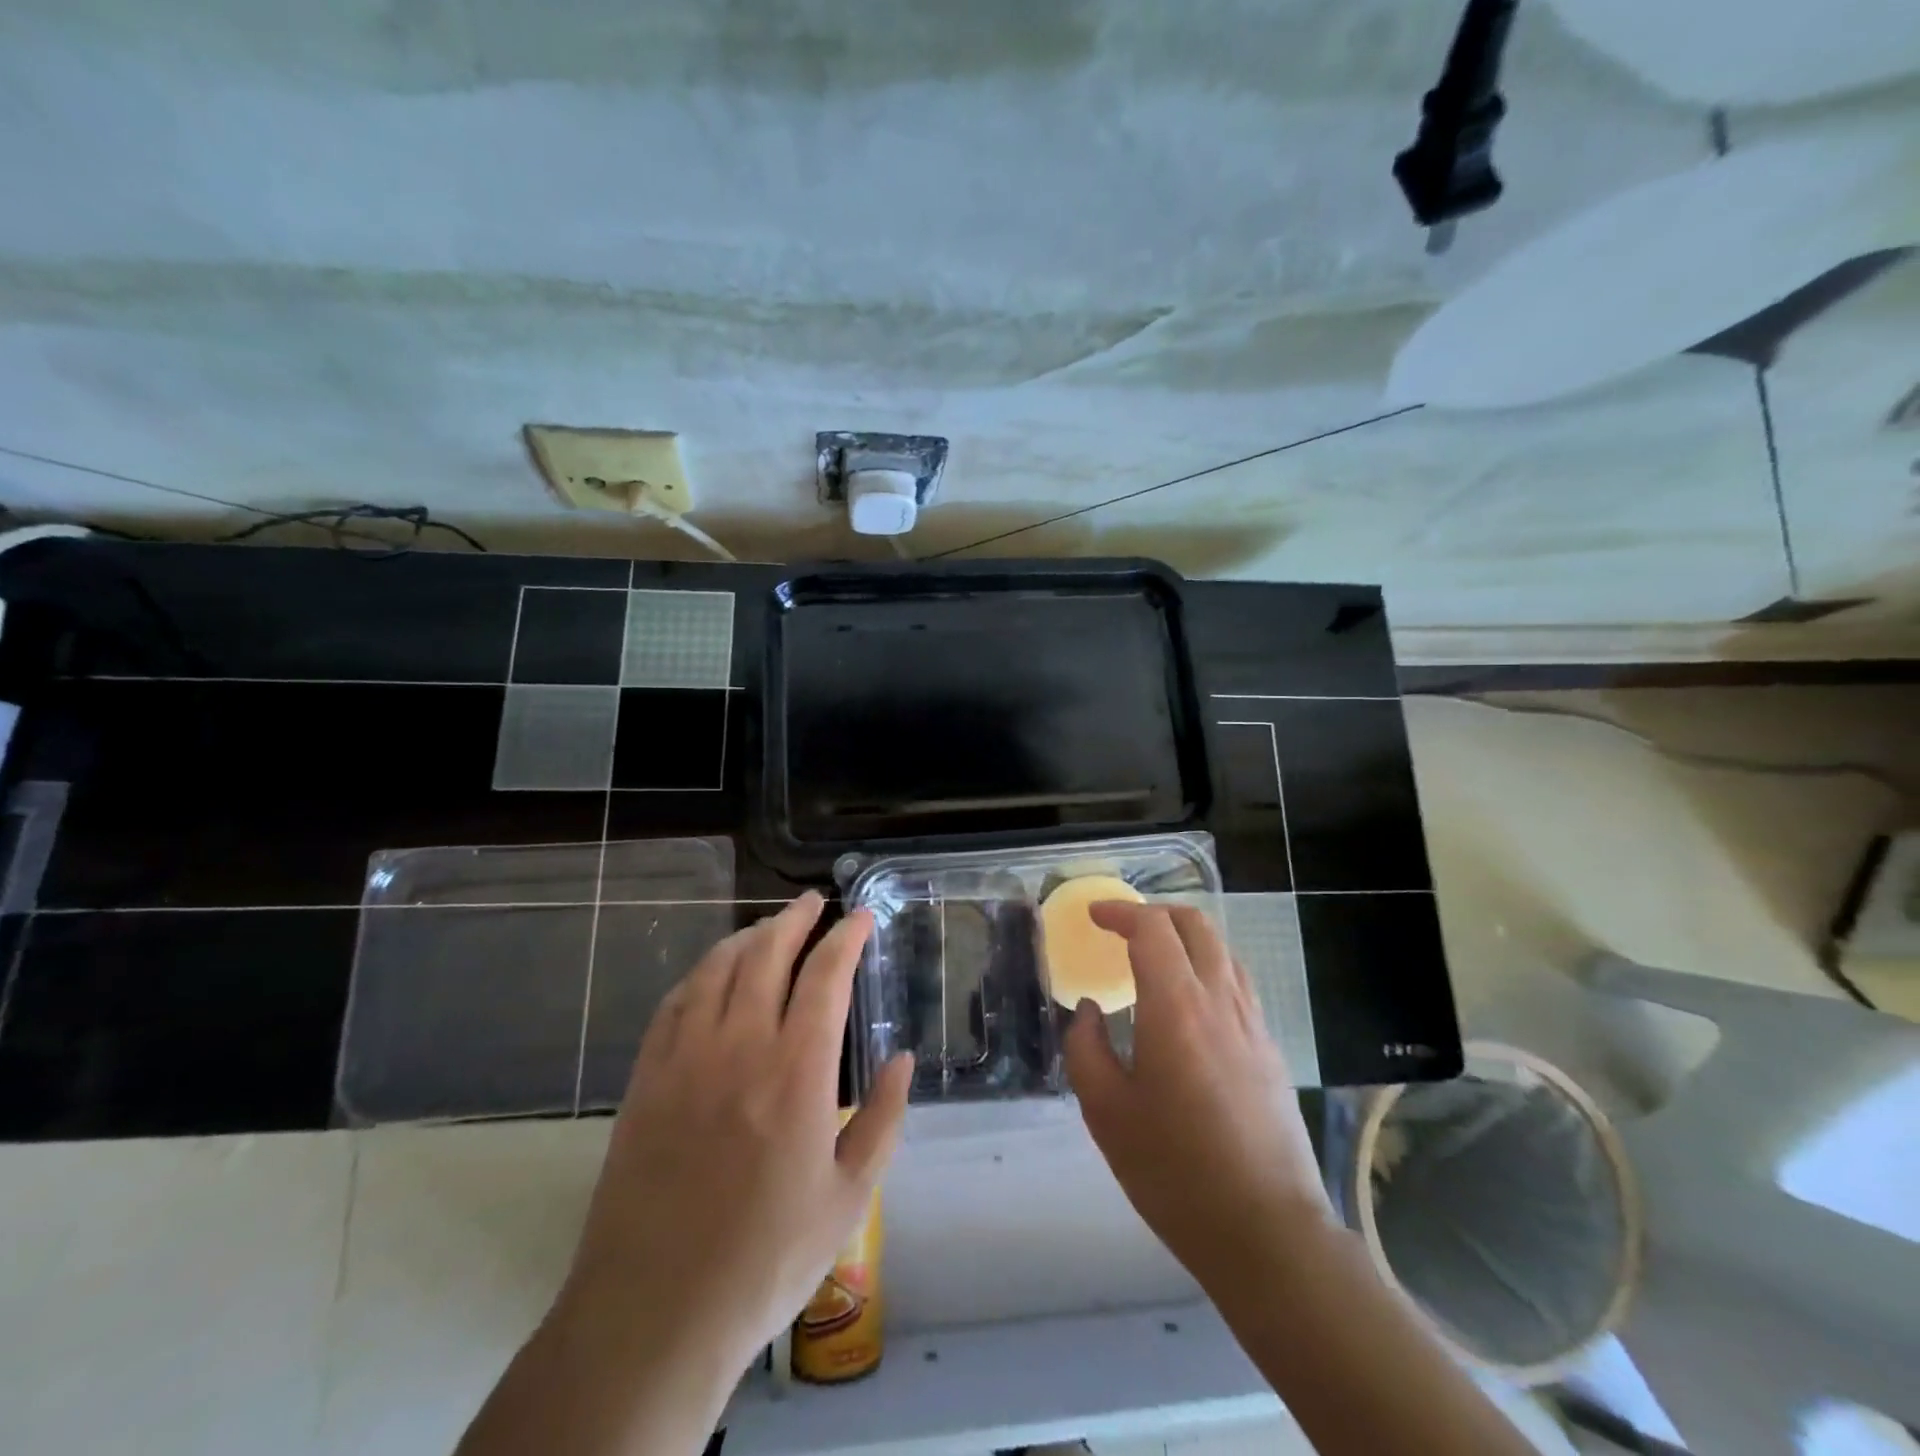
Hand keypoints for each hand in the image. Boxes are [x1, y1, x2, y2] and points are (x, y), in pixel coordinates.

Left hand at [560, 891, 912, 1374]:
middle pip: (767, 954)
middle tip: (814, 902)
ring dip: (748, 937)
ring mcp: (686, 1058)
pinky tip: (712, 974)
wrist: (655, 1313)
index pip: (826, 976)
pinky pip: (675, 1003)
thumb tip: (902, 1060)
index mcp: (797, 1072)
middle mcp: (740, 1047)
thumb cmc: (767, 1258)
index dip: (846, 937)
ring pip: (717, 968)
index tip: (861, 918)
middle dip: (795, 919)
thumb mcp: (849, 1198)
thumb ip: (883, 1119)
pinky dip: (701, 974)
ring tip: (769, 928)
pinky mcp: (647, 1078)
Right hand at [1063, 901, 1330, 1284]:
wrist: (1266, 1231)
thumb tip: (1088, 1011)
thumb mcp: (1106, 1112)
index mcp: (1176, 1006)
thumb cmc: (1175, 1170)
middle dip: (1155, 913)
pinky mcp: (1269, 1048)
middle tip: (1122, 928)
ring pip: (1222, 950)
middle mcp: (1219, 1000)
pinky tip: (1189, 1001)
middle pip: (1195, 925)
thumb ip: (1085, 1048)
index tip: (1094, 916)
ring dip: (1185, 937)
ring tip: (1154, 958)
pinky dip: (1207, 967)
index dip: (1120, 912)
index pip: (1152, 929)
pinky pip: (1237, 982)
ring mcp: (1252, 1023)